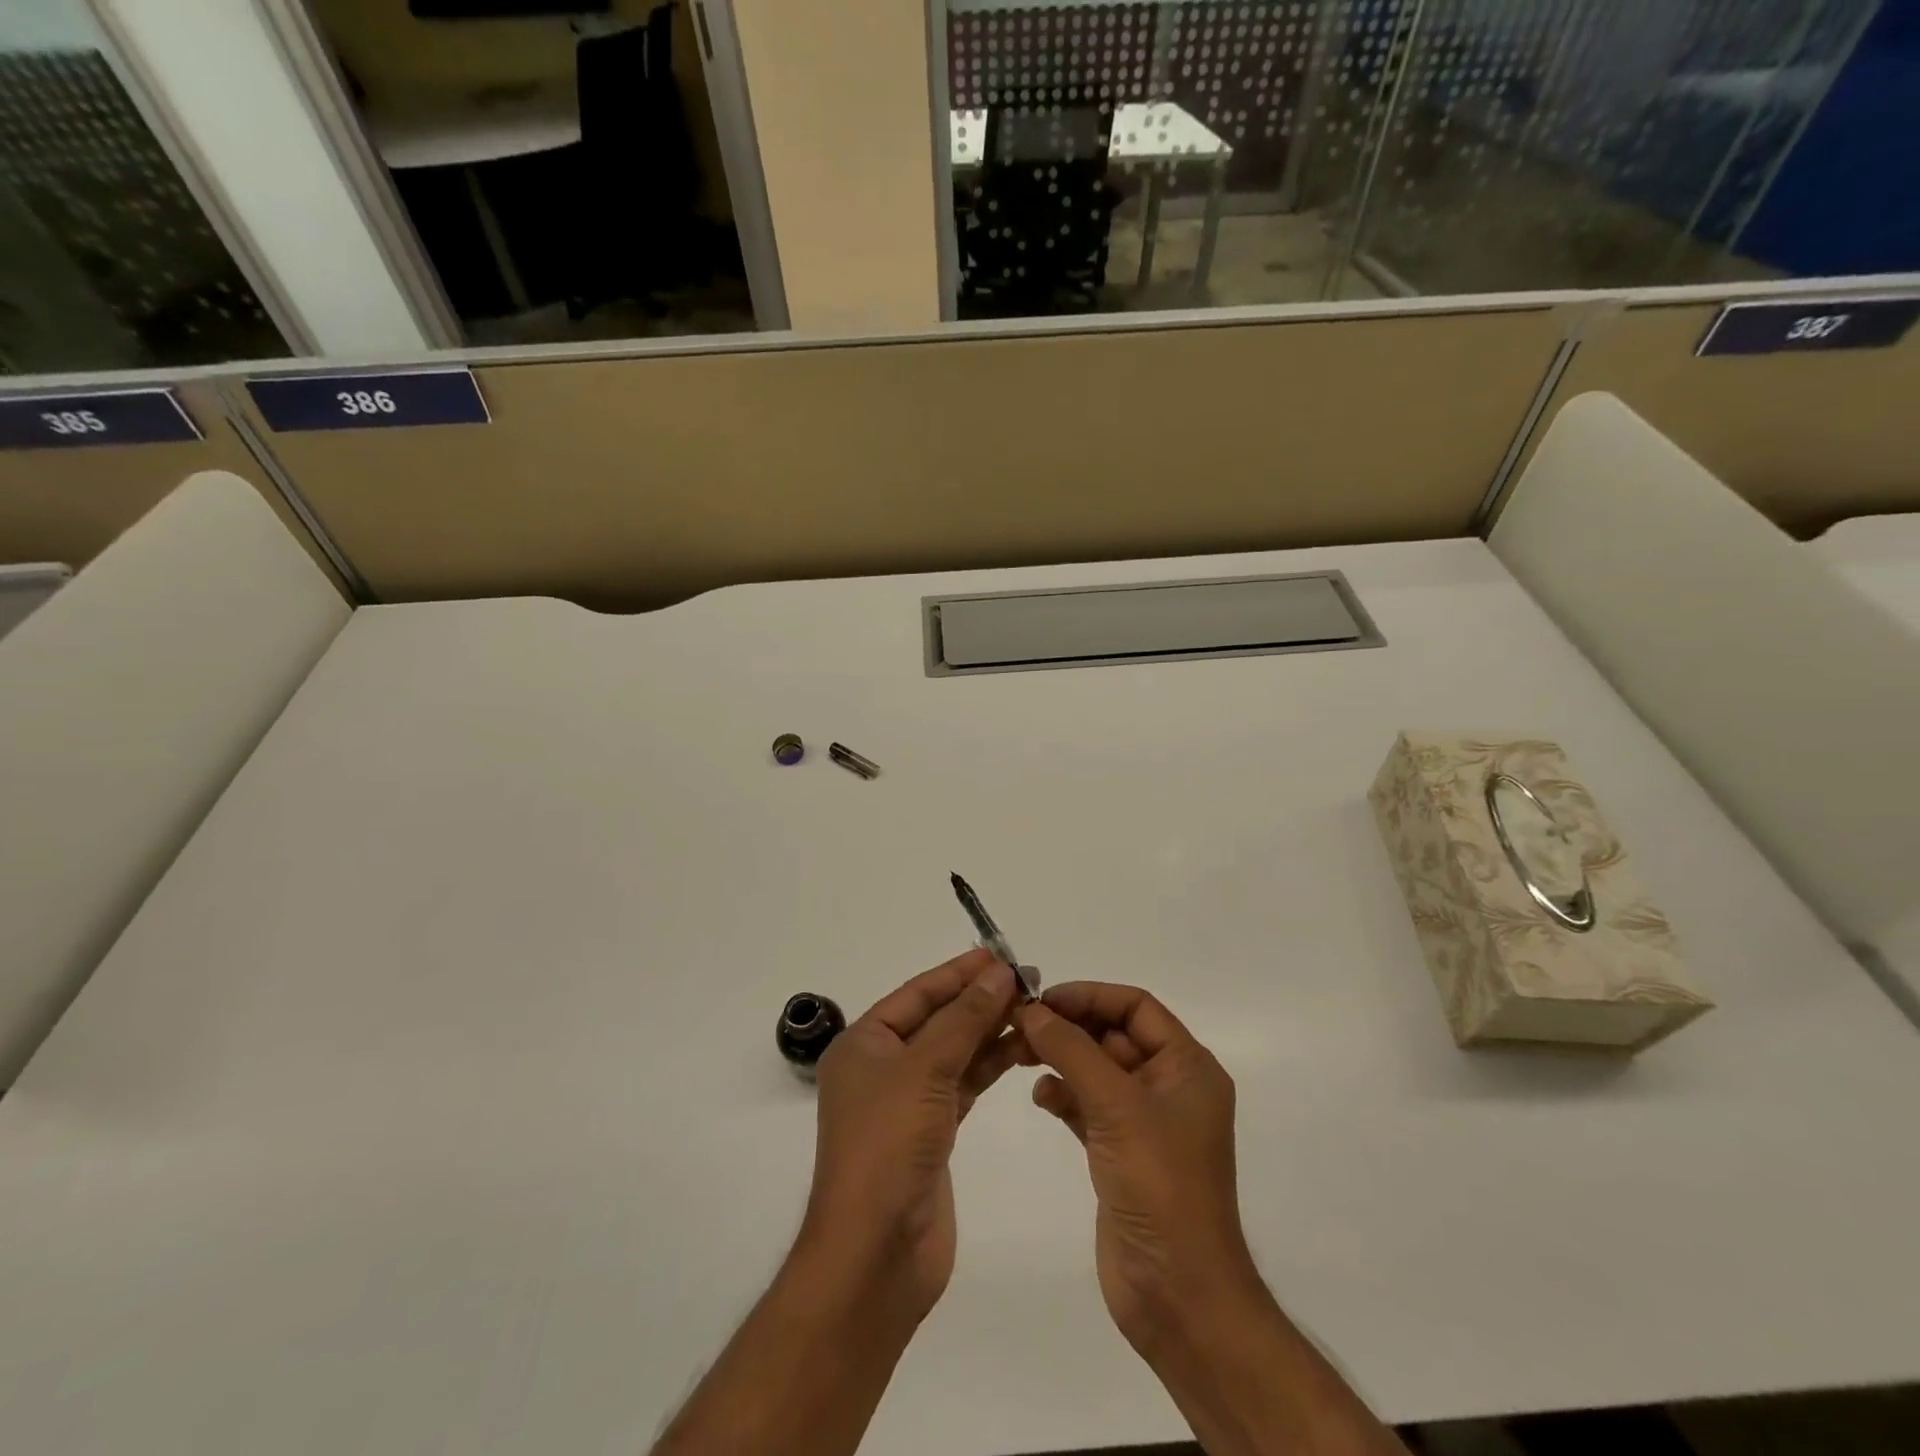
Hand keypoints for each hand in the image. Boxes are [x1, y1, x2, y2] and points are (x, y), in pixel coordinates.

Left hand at [801, 949, 1023, 1321]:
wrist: (876, 1253)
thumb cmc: (888, 1145)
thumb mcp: (925, 1069)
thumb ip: (964, 1018)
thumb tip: (997, 972)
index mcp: (865, 1044)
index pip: (917, 994)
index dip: (957, 972)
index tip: (998, 955)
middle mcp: (883, 1067)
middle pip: (937, 1021)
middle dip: (979, 1000)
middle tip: (1027, 981)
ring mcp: (907, 1102)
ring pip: (954, 1052)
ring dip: (989, 1031)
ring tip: (1033, 1010)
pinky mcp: (931, 1133)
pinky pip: (963, 1085)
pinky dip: (988, 1066)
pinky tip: (1018, 1049)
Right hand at [1015, 983, 1257, 1354]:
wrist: (1178, 1296)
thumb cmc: (1160, 1186)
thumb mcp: (1117, 1106)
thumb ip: (1072, 1051)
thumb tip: (1032, 1009)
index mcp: (1187, 1067)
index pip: (1136, 1007)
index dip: (1090, 996)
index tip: (1042, 999)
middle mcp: (1168, 1087)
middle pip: (1113, 1035)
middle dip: (1069, 1027)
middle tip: (1019, 1025)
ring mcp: (1145, 1122)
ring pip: (1096, 1070)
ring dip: (1061, 1058)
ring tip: (1019, 1055)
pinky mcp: (1121, 1152)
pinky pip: (1088, 1106)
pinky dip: (1064, 1095)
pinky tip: (1041, 1096)